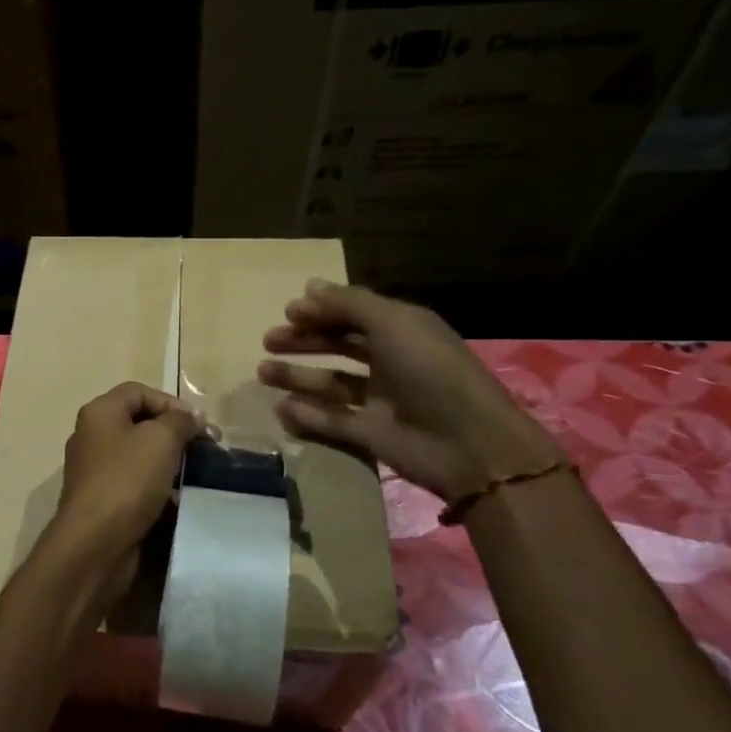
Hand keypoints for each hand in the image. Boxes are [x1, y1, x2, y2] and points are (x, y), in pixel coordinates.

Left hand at [47, 382, 204, 588]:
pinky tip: (176, 499)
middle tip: (202, 449)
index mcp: (99, 413)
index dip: (170, 402)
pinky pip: (133, 484)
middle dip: (172, 433)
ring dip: (166, 462)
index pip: (137, 391)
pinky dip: (155, 488)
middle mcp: (91, 436)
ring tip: (194, 474)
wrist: (95, 543)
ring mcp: (94, 470)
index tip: (199, 424)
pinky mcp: (101, 500)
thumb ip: (180, 421)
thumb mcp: (161, 440)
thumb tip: (192, 416)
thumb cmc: (127, 481)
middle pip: (137, 423)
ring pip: (137, 456)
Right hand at [258, 280, 560, 502]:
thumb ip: (349, 304)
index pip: (355, 314)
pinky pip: (331, 421)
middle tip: (268, 341)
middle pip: (339, 346)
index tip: (288, 312)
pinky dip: (307, 414)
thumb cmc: (431, 371)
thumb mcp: (393, 324)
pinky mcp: (371, 434)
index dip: (322, 310)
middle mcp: (390, 361)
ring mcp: (380, 400)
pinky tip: (281, 408)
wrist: (468, 444)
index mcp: (402, 331)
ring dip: (297, 376)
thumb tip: (310, 286)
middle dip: (303, 341)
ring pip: (330, 383)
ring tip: (262, 372)